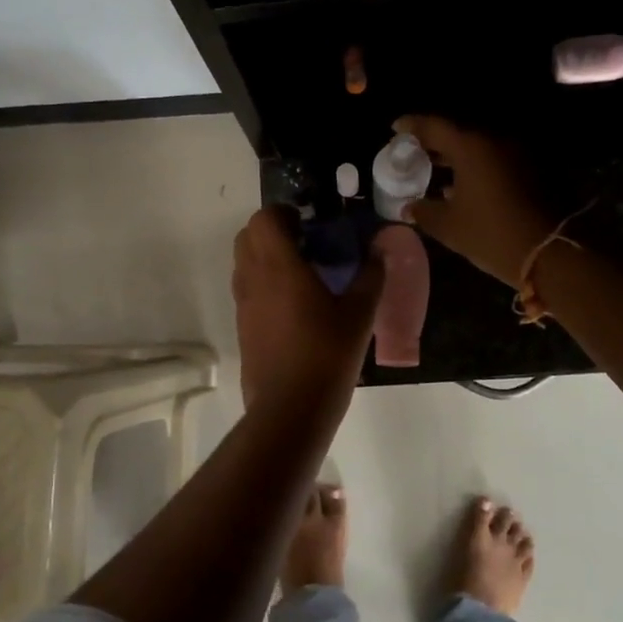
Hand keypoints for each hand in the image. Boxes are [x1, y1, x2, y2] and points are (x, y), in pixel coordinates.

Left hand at [232, 207, 383, 410]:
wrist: (289, 408)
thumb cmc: (327, 355)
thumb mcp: (360, 314)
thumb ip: (370, 275)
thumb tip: (380, 249)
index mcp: (278, 266)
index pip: (264, 218)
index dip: (283, 213)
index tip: (309, 223)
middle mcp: (253, 278)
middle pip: (248, 236)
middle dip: (273, 231)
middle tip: (306, 244)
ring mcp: (243, 303)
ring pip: (244, 262)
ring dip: (266, 256)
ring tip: (302, 273)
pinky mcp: (242, 326)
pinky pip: (246, 288)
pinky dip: (263, 282)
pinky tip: (294, 305)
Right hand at [392, 115, 554, 287]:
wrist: (551, 253)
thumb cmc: (491, 234)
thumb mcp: (449, 226)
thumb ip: (423, 211)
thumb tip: (409, 207)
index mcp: (471, 146)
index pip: (433, 126)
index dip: (411, 125)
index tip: (395, 128)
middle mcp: (496, 140)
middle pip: (458, 133)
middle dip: (434, 142)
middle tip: (414, 152)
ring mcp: (518, 153)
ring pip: (479, 146)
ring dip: (457, 155)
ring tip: (436, 169)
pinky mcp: (533, 169)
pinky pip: (496, 159)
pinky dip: (477, 166)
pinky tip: (464, 185)